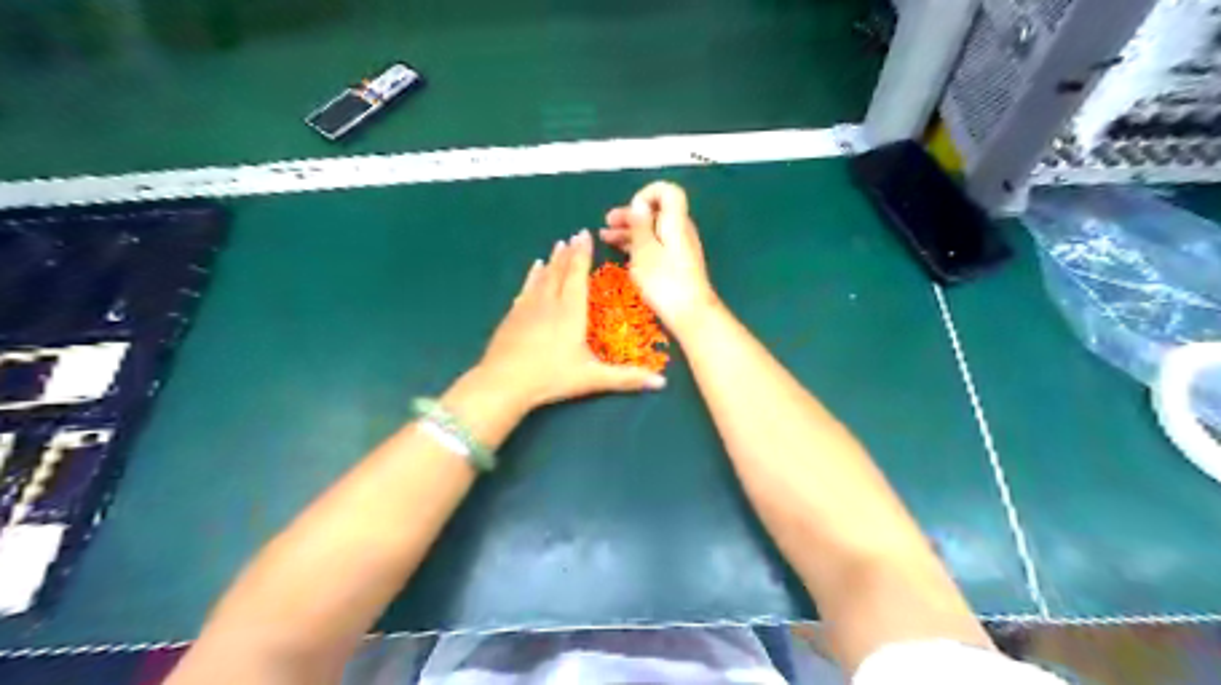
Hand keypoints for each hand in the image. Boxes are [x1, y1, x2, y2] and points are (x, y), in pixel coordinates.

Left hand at [476, 230, 666, 412]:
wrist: (504, 383)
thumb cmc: (551, 377)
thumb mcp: (592, 378)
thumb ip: (626, 378)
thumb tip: (662, 383)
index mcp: (571, 311)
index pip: (578, 276)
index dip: (583, 255)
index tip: (585, 235)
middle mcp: (549, 303)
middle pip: (560, 271)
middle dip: (568, 253)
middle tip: (574, 235)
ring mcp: (527, 308)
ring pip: (542, 277)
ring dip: (551, 261)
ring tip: (557, 246)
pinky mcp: (512, 316)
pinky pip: (525, 289)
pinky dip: (531, 277)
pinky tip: (533, 270)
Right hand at [599, 179, 718, 330]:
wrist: (690, 313)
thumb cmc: (664, 281)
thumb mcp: (644, 250)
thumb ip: (640, 224)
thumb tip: (639, 203)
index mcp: (675, 222)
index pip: (668, 192)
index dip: (647, 194)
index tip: (631, 211)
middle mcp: (680, 230)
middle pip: (656, 212)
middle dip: (631, 215)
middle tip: (607, 223)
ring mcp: (680, 248)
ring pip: (654, 230)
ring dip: (630, 231)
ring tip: (607, 238)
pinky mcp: (677, 263)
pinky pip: (656, 245)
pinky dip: (639, 245)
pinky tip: (622, 251)